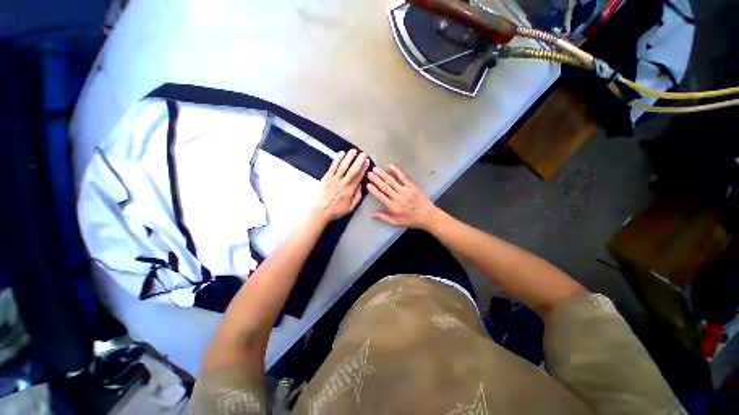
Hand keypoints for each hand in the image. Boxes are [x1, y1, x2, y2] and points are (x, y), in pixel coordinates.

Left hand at [314, 149, 369, 222]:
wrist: (320, 211)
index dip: (364, 168)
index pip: (359, 177)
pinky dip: (337, 159)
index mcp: (350, 190)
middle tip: (363, 154)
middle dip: (359, 161)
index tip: (367, 162)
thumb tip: (361, 186)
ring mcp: (334, 179)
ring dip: (349, 158)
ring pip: (343, 166)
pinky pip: (333, 167)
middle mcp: (343, 183)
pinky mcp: (326, 177)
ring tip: (354, 151)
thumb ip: (357, 197)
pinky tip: (341, 153)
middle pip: (352, 170)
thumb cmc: (336, 210)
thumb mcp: (351, 207)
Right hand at [367, 165, 438, 228]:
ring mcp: (406, 191)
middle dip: (376, 179)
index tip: (367, 184)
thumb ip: (384, 218)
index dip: (373, 190)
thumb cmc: (411, 220)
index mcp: (394, 207)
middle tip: (369, 173)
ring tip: (376, 168)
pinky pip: (404, 178)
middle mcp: (398, 198)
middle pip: (385, 187)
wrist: (428, 216)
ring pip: (392, 181)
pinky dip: (397, 171)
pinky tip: (391, 166)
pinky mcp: (412, 186)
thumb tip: (372, 214)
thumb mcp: (397, 223)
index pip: (381, 196)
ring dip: (383, 174)